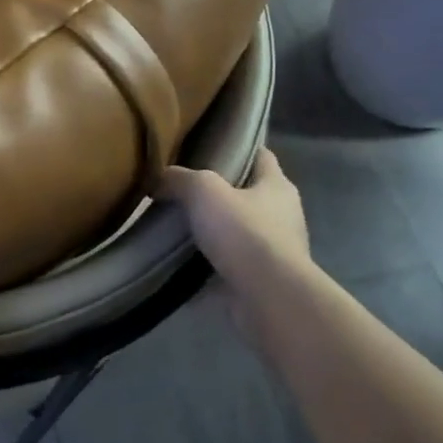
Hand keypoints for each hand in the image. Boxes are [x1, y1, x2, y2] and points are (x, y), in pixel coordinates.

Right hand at [162, 147, 311, 330]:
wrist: (268, 296)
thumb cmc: (244, 232)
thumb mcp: (204, 191)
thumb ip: (180, 179)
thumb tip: (159, 179)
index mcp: (277, 186)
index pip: (262, 156)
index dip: (239, 148)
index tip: (210, 146)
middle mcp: (283, 215)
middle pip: (249, 194)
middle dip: (220, 193)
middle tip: (183, 190)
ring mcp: (275, 250)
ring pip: (238, 232)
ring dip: (214, 232)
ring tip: (177, 228)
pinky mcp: (262, 280)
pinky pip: (229, 266)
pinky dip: (209, 265)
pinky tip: (180, 264)